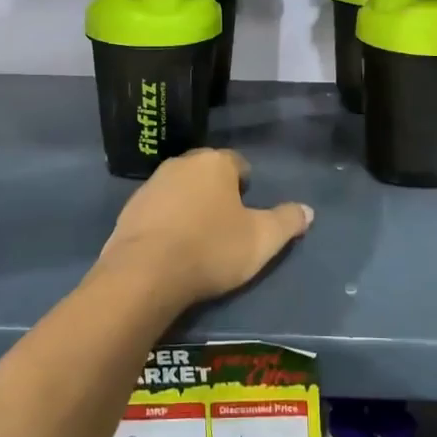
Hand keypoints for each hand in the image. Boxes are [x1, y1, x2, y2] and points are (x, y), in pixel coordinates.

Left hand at [99, 149, 312, 306]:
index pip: (237, 163)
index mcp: (215, 163)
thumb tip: (307, 211)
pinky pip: (157, 210)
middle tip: (226, 224)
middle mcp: (182, 163)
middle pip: (206, 173)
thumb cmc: (211, 249)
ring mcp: (151, 184)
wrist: (145, 273)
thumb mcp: (261, 240)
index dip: (245, 185)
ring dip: (189, 205)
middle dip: (216, 192)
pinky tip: (171, 247)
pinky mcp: (129, 209)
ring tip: (198, 238)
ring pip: (179, 189)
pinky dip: (166, 222)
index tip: (248, 209)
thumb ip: (286, 222)